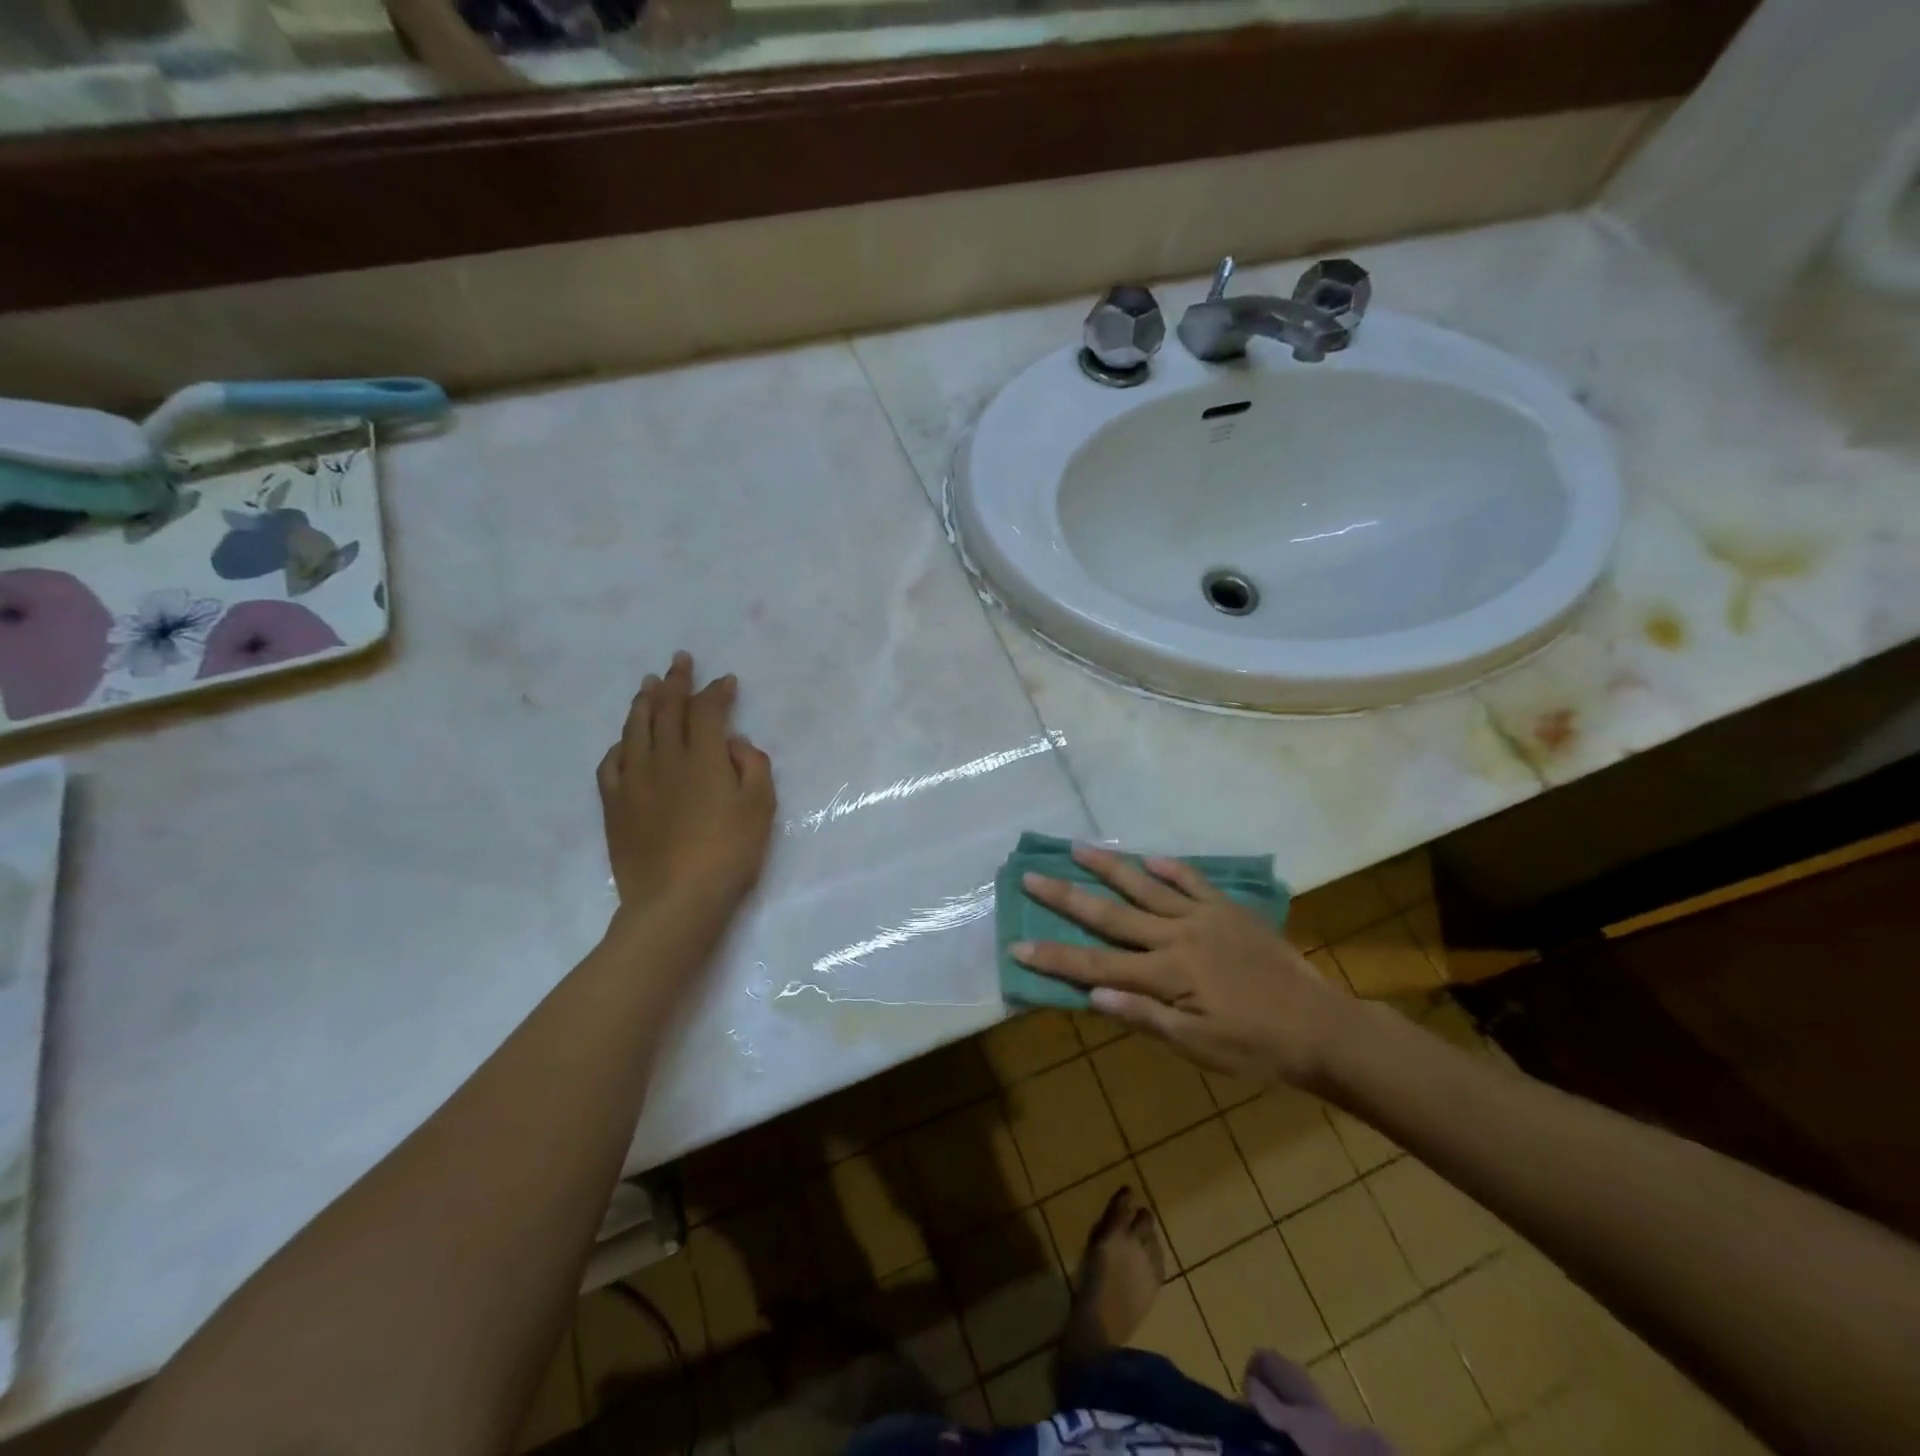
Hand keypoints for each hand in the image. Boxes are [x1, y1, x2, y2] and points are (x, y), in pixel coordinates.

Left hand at [598, 652, 775, 921]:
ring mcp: (635, 780)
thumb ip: (754, 767)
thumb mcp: (761, 808)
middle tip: (680, 660)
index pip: (707, 711)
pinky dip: (621, 743)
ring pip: (636, 728)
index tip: (726, 681)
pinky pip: (612, 762)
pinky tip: (625, 740)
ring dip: (644, 702)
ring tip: (648, 684)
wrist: (676, 899)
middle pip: (668, 709)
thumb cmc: (728, 853)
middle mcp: (665, 759)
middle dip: (676, 682)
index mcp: (703, 757)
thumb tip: (734, 743)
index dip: (716, 692)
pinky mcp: (615, 804)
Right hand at [1012, 844, 1353, 1089]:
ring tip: (1079, 847)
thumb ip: (1145, 1017)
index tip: (1018, 944)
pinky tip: (1149, 857)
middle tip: (1032, 875)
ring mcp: (1203, 918)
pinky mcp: (1228, 910)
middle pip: (1110, 915)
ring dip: (1109, 867)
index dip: (1055, 956)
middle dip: (1067, 896)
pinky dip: (1170, 869)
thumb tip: (1092, 994)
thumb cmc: (1255, 1048)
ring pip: (1145, 887)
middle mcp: (1176, 937)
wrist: (1321, 1027)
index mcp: (1165, 975)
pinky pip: (1193, 882)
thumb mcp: (1198, 1047)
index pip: (1096, 963)